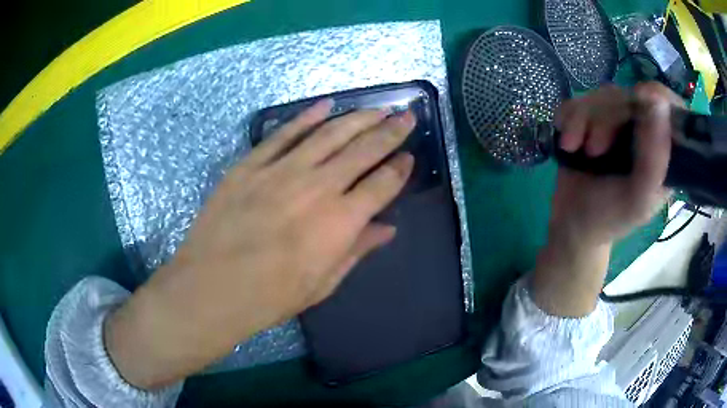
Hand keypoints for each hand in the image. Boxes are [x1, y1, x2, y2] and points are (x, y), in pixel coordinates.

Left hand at [105, 100, 415, 388]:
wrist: (213, 287)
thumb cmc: (271, 296)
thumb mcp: (322, 283)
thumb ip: (357, 250)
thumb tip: (387, 228)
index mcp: (340, 222)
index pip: (383, 184)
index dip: (400, 168)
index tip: (409, 156)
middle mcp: (317, 187)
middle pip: (363, 149)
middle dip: (390, 130)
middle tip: (406, 116)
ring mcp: (281, 170)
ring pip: (329, 133)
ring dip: (358, 117)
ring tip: (377, 107)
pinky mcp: (251, 164)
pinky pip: (284, 134)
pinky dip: (306, 117)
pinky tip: (325, 106)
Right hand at [551, 82, 682, 245]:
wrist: (574, 225)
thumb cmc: (610, 218)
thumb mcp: (638, 199)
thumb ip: (654, 159)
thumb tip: (658, 101)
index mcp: (663, 150)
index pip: (671, 108)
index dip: (658, 96)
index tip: (640, 98)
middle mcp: (643, 130)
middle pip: (630, 96)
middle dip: (608, 118)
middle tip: (594, 150)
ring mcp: (617, 122)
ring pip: (603, 96)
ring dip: (583, 119)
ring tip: (573, 148)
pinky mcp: (592, 119)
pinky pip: (579, 100)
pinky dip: (568, 118)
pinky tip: (566, 141)